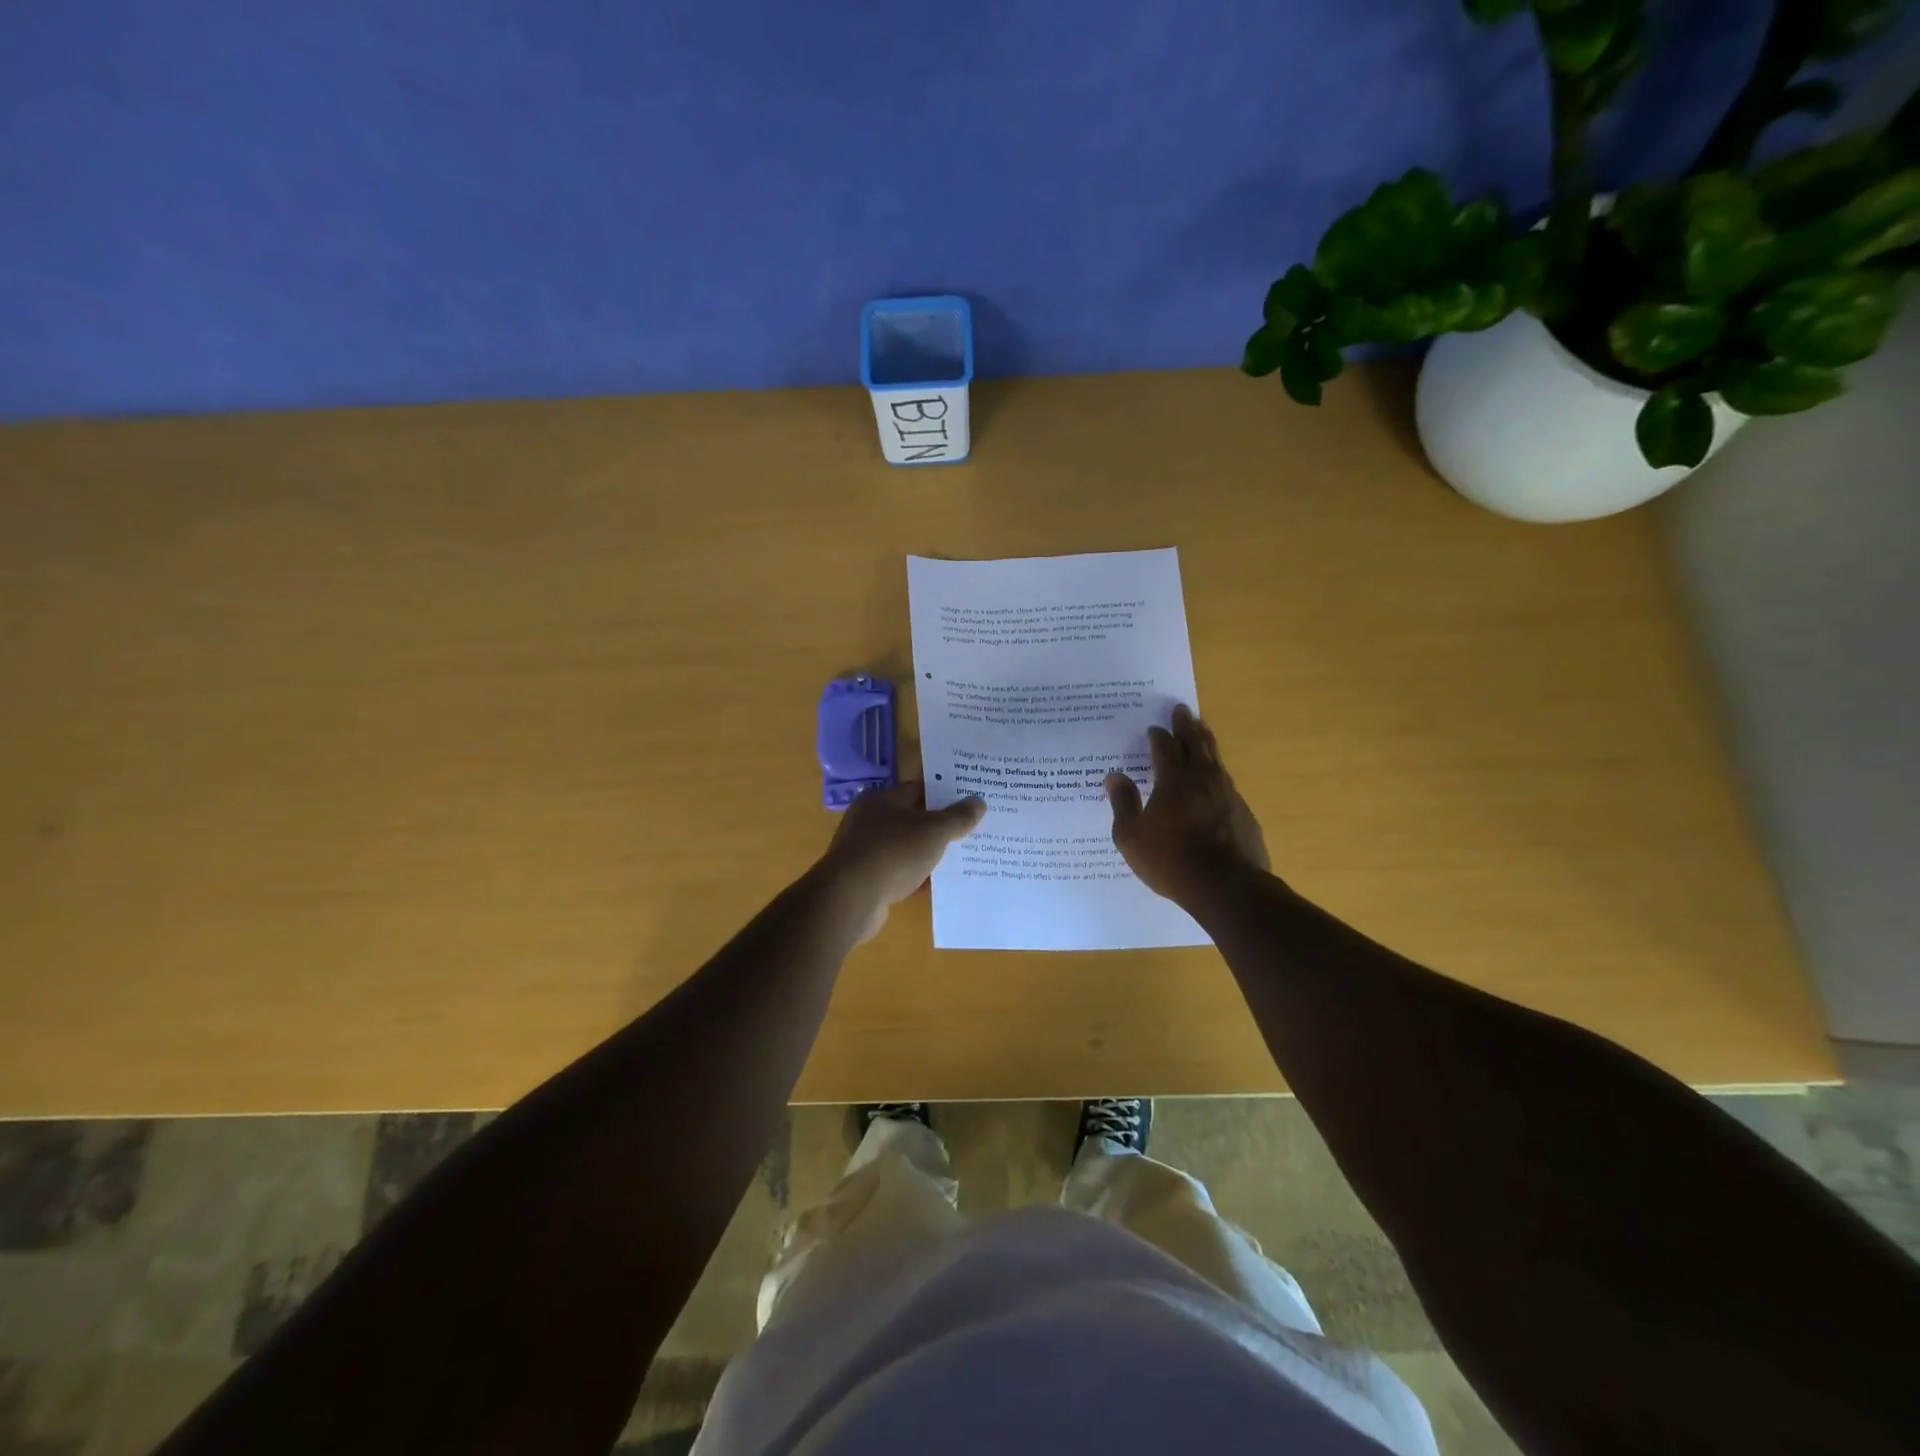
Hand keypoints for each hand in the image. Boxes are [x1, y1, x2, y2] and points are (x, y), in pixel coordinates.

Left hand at [819, 781, 986, 941]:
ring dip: (931, 854)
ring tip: (964, 858)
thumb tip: (979, 802)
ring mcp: (866, 852)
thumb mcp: (933, 831)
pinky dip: (919, 879)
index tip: (973, 798)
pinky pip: (901, 875)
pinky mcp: (867, 881)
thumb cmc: (893, 852)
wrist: (850, 899)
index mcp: (882, 799)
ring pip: (908, 848)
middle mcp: (870, 820)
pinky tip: (942, 886)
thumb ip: (957, 817)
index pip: (919, 788)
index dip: (946, 792)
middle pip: (914, 819)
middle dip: (942, 826)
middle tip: (975, 829)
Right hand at [1106, 705, 1269, 907]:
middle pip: (1195, 744)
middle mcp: (1203, 779)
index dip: (1158, 736)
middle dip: (1186, 726)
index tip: (1154, 727)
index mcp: (1174, 780)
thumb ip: (1123, 803)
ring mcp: (1228, 795)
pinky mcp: (1244, 814)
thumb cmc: (1170, 860)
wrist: (1226, 887)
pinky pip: (1227, 785)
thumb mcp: (1131, 836)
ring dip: (1206, 743)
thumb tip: (1114, 776)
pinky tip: (1216, 781)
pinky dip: (1217, 775)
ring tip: (1202, 732)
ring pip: (1215, 760)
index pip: (1165, 748)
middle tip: (1182, 710)